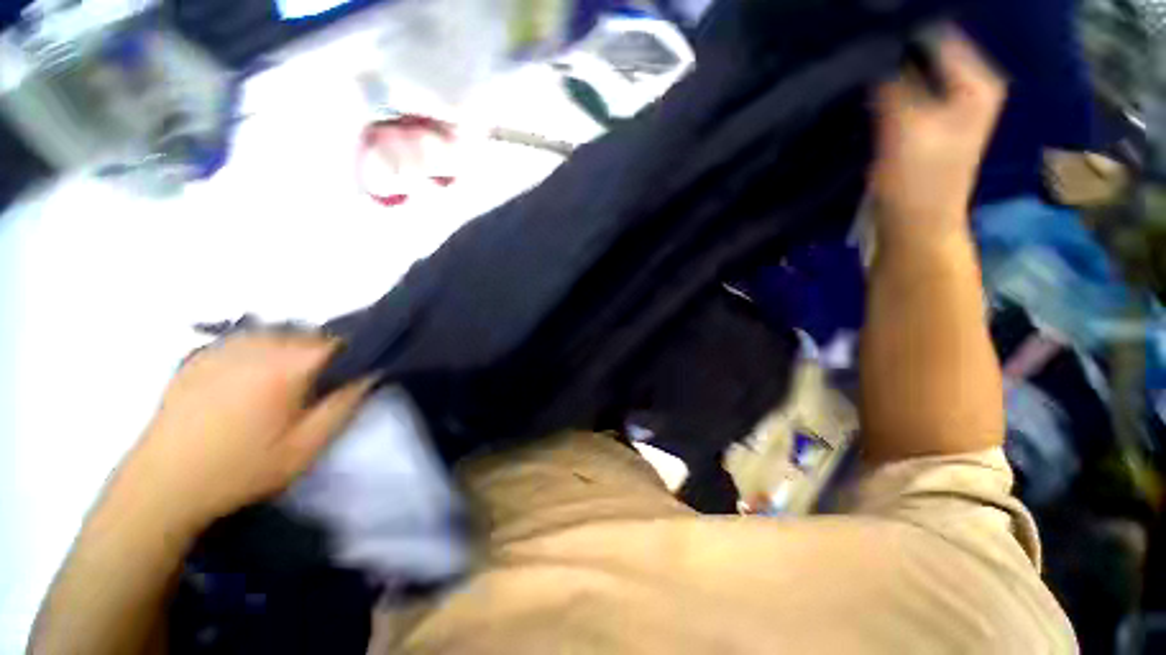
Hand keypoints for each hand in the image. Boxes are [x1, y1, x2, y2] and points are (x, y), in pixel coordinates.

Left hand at [114, 334, 372, 533]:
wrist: (163, 485)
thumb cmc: (241, 469)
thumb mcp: (305, 448)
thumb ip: (343, 407)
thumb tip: (370, 375)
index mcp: (283, 368)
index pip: (334, 343)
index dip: (350, 355)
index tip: (351, 375)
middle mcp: (254, 348)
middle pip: (304, 334)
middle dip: (320, 353)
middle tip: (318, 384)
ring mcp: (221, 349)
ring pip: (274, 333)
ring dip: (290, 349)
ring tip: (286, 380)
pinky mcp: (198, 357)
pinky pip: (242, 340)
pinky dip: (259, 349)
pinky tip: (251, 375)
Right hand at [869, 30, 1004, 248]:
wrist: (914, 225)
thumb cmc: (918, 180)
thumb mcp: (905, 126)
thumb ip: (893, 83)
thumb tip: (874, 52)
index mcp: (977, 81)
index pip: (938, 34)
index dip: (902, 33)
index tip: (864, 37)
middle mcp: (968, 86)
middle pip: (926, 52)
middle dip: (893, 52)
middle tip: (857, 53)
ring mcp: (947, 105)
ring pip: (912, 73)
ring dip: (887, 72)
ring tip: (857, 69)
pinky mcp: (925, 123)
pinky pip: (904, 93)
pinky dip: (886, 90)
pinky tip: (865, 90)